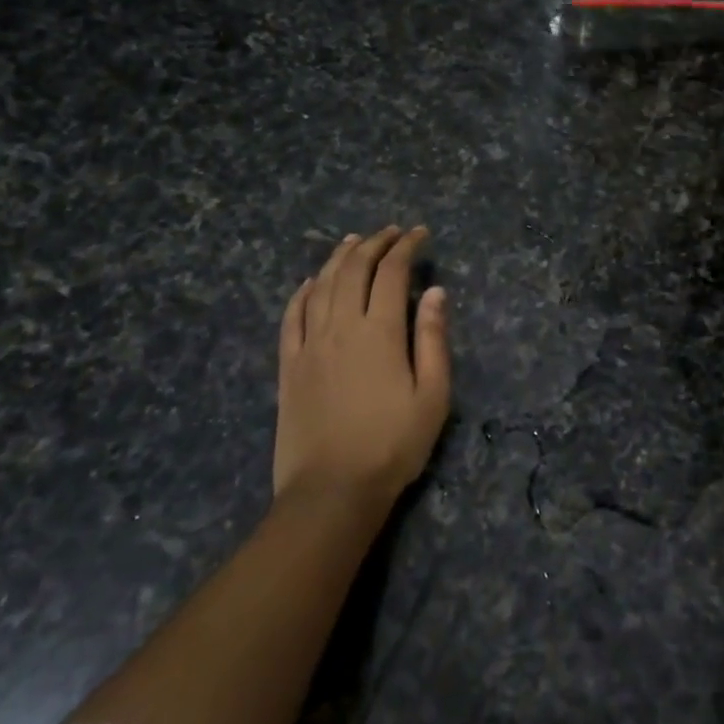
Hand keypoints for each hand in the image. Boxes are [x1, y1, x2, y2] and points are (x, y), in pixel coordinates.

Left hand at [275, 227, 450, 502]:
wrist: (332, 490)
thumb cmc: (393, 445)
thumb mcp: (432, 395)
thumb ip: (432, 339)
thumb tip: (434, 292)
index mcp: (379, 332)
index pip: (391, 272)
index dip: (406, 247)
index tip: (420, 234)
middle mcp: (340, 327)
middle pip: (353, 270)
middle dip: (374, 243)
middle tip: (391, 232)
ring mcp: (309, 345)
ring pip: (321, 285)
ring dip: (339, 258)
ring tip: (354, 241)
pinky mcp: (288, 366)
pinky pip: (291, 317)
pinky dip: (302, 292)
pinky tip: (311, 282)